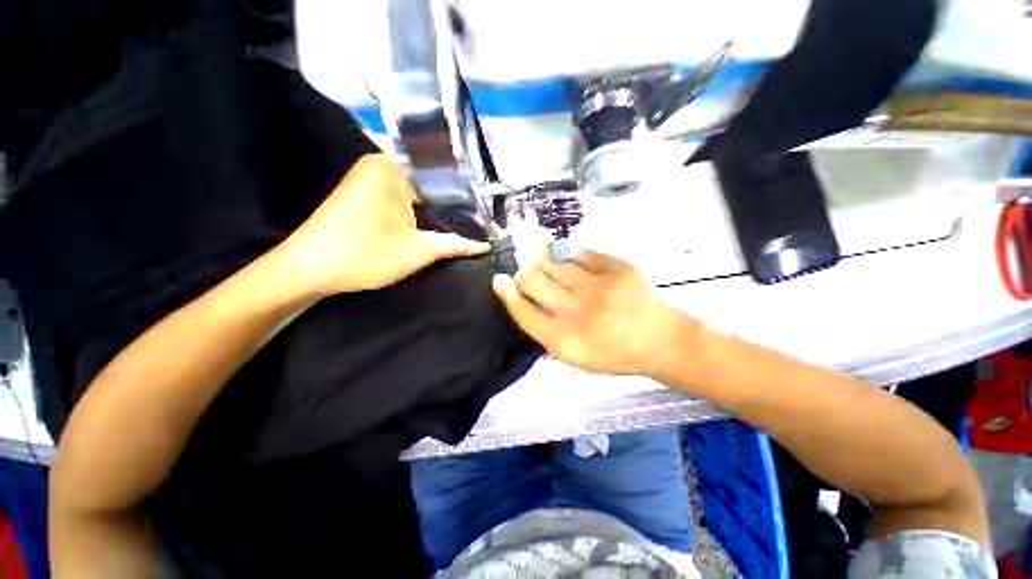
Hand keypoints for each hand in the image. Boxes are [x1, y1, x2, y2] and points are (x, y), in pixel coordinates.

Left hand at [279, 154, 488, 295]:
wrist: (309, 269)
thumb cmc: (364, 255)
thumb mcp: (418, 251)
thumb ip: (455, 245)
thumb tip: (485, 246)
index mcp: (393, 168)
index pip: (442, 172)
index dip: (467, 192)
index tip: (487, 209)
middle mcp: (381, 165)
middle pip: (429, 179)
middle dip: (454, 201)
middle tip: (482, 218)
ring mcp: (371, 178)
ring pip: (417, 189)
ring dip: (438, 206)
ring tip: (468, 220)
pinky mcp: (366, 193)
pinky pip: (403, 195)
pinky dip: (420, 209)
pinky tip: (439, 221)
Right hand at [492, 249, 688, 376]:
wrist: (659, 340)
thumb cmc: (612, 352)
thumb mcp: (573, 355)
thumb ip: (545, 330)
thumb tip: (523, 298)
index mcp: (563, 340)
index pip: (523, 311)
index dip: (507, 293)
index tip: (499, 279)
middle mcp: (576, 312)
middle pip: (533, 281)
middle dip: (523, 273)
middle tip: (525, 271)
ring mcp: (597, 287)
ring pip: (554, 263)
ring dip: (542, 259)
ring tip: (540, 257)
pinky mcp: (617, 268)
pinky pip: (581, 253)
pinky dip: (570, 253)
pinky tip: (566, 254)